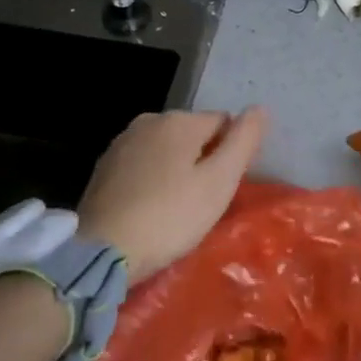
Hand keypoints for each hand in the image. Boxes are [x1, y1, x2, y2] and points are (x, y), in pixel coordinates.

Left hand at [77, 108, 267, 276]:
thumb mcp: (219, 182)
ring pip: (166, 150)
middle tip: (202, 202)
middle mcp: (149, 120)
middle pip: (193, 134)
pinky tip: (150, 209)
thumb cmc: (169, 217)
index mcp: (179, 120)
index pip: (223, 123)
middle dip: (203, 160)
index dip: (231, 154)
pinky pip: (142, 166)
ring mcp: (121, 143)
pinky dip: (152, 181)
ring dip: (176, 170)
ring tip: (176, 209)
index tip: (224, 188)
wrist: (101, 251)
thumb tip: (259, 109)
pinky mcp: (103, 167)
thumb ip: (243, 142)